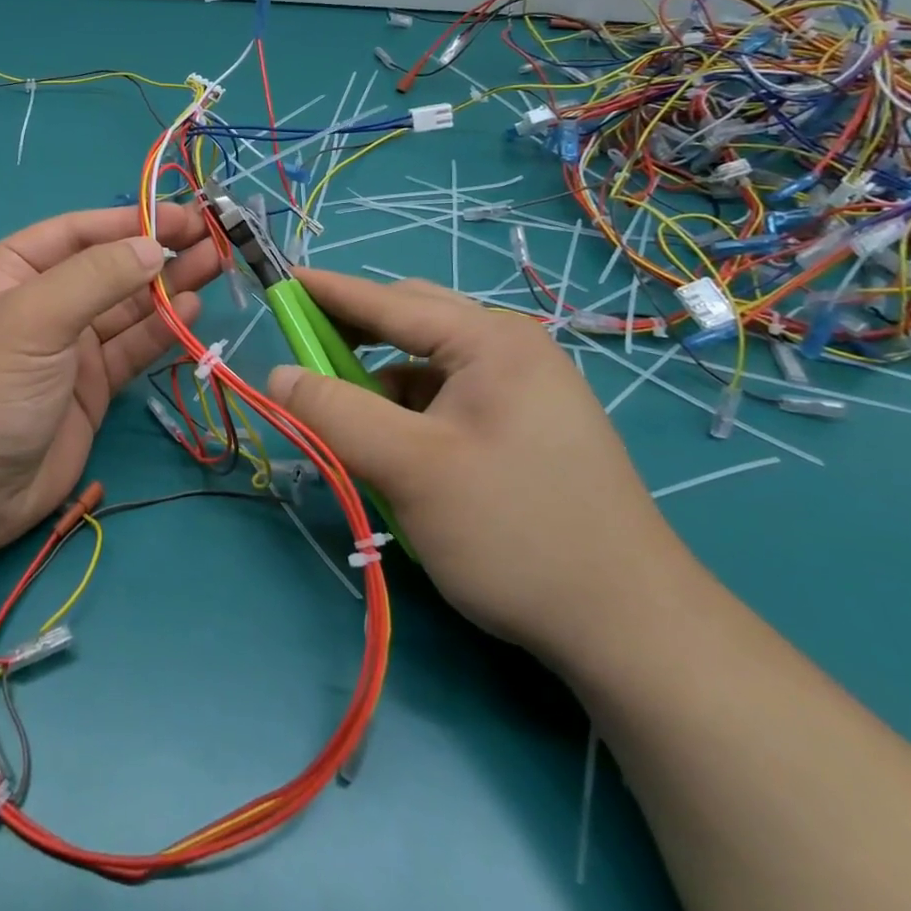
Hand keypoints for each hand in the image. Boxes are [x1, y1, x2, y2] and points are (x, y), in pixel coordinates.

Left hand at [0, 206, 220, 550]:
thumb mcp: (33, 319)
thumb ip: (96, 278)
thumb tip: (153, 246)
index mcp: (12, 270)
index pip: (79, 231)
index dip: (131, 220)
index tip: (182, 217)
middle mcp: (43, 301)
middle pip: (110, 267)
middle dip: (157, 251)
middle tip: (212, 237)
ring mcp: (69, 345)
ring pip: (127, 306)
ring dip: (169, 287)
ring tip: (215, 265)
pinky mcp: (92, 385)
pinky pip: (132, 348)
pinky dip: (161, 330)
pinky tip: (191, 311)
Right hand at [265, 269, 697, 673]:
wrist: (631, 629)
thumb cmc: (514, 531)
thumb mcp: (410, 469)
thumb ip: (335, 413)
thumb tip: (278, 375)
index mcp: (492, 341)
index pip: (390, 301)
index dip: (328, 291)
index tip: (279, 280)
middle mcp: (513, 351)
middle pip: (413, 324)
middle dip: (355, 337)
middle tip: (308, 357)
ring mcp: (528, 390)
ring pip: (429, 367)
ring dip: (382, 384)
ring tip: (352, 423)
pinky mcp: (529, 428)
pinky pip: (451, 400)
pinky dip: (412, 413)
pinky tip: (401, 453)